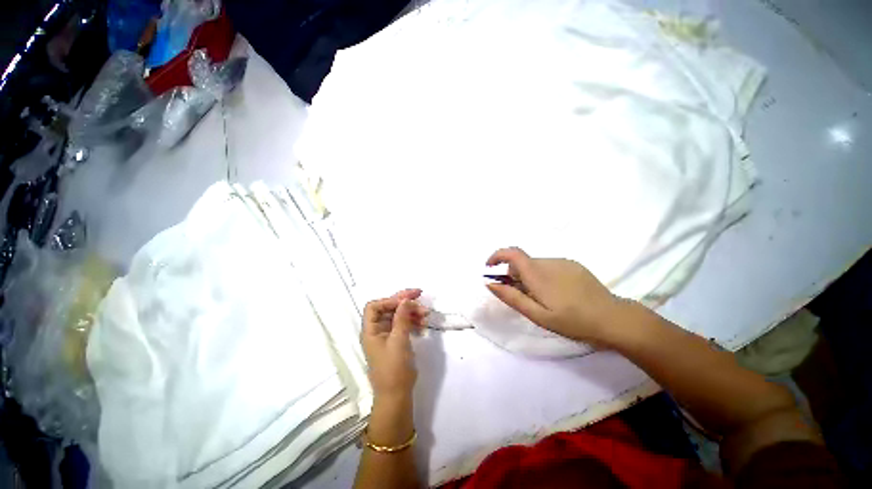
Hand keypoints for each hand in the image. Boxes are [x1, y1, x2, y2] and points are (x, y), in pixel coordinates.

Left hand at [361, 289, 428, 400]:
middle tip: (420, 294)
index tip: (405, 301)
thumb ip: (402, 318)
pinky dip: (414, 321)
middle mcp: (377, 330)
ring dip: (412, 312)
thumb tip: (406, 299)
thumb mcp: (398, 340)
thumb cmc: (394, 368)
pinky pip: (405, 324)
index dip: (389, 301)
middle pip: (389, 308)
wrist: (397, 394)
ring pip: (399, 315)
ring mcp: (388, 335)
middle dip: (404, 301)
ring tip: (426, 314)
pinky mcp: (397, 340)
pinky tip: (423, 324)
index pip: (375, 306)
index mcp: (371, 330)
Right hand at [485, 247, 626, 345]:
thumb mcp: (537, 315)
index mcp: (537, 274)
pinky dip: (543, 276)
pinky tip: (557, 293)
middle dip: (514, 275)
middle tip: (520, 296)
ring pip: (535, 265)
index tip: (490, 268)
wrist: (613, 318)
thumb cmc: (572, 321)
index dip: (497, 256)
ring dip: (529, 276)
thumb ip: (512, 297)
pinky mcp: (573, 264)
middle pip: (522, 262)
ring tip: (542, 298)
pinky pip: (549, 266)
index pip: (512, 253)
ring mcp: (562, 261)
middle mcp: (548, 262)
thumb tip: (490, 284)